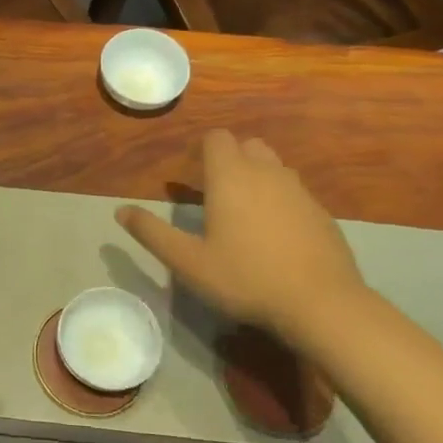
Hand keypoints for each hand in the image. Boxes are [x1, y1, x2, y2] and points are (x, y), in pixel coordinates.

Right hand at [116, 131, 364, 339]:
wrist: (321, 303)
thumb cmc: (245, 278)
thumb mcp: (187, 261)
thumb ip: (152, 233)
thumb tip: (120, 211)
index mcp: (231, 177)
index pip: (217, 138)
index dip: (201, 150)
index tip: (189, 175)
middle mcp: (267, 173)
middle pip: (248, 145)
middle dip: (229, 159)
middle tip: (212, 192)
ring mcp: (299, 192)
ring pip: (274, 167)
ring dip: (255, 177)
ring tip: (242, 213)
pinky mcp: (322, 213)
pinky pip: (294, 192)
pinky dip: (279, 200)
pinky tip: (273, 235)